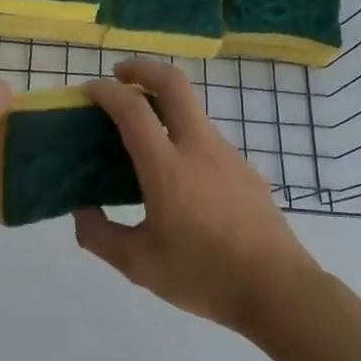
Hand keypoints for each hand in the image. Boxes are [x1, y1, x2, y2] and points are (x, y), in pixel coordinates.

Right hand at [74, 60, 312, 330]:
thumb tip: (82, 211)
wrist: (278, 291)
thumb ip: (100, 235)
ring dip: (163, 106)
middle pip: (173, 84)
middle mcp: (199, 149)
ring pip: (193, 112)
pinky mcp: (246, 171)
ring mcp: (228, 156)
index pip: (132, 110)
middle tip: (119, 76)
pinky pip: (207, 140)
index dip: (106, 92)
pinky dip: (183, 136)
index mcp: (167, 168)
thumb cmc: (204, 275)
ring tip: (141, 135)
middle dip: (142, 69)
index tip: (88, 90)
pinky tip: (176, 176)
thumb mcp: (138, 265)